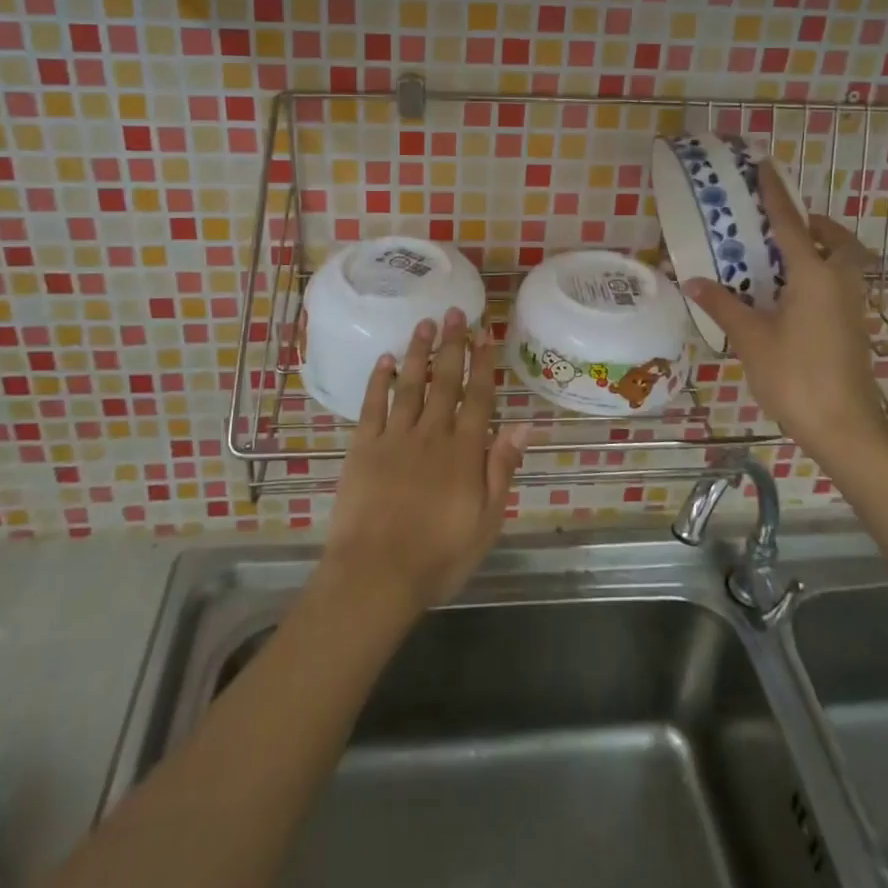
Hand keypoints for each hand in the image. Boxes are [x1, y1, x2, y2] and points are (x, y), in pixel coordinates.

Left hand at [321, 309, 527, 618]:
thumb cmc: (439, 556)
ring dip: (418, 352)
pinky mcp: (364, 446)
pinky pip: (372, 405)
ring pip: (410, 384)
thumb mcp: (487, 521)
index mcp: (464, 451)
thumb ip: (502, 469)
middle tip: (454, 312)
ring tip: (424, 323)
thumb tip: (524, 425)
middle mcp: (432, 434)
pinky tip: (385, 359)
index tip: (485, 334)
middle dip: (452, 344)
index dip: (483, 364)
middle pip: (445, 381)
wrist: (376, 575)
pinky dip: (379, 380)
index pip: (478, 397)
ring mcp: (395, 437)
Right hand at [683, 167, 887, 474]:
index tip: (766, 167)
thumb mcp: (751, 338)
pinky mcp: (854, 327)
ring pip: (843, 262)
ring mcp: (852, 305)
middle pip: (835, 239)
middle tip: (783, 225)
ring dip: (821, 249)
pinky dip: (822, 274)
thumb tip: (694, 280)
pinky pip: (840, 283)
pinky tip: (792, 295)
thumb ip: (724, 305)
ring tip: (785, 257)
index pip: (790, 224)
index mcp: (813, 275)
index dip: (776, 194)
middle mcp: (838, 282)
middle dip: (814, 224)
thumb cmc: (795, 375)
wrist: (845, 427)